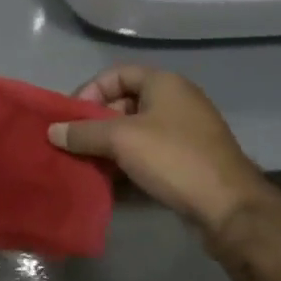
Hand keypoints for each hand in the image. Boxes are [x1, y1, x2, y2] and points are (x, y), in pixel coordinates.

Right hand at [49, 66, 271, 237]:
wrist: (229, 206)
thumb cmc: (173, 158)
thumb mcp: (122, 140)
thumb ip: (84, 132)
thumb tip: (52, 131)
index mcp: (164, 83)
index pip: (117, 74)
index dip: (91, 91)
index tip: (72, 118)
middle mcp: (177, 100)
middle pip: (126, 103)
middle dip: (98, 122)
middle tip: (77, 145)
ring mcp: (186, 132)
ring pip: (138, 131)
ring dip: (112, 146)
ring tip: (90, 166)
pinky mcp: (190, 160)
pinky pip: (151, 153)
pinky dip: (130, 163)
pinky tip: (113, 182)